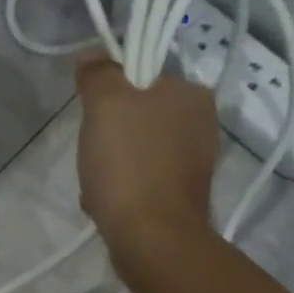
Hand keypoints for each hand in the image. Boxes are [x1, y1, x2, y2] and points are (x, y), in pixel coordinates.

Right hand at [75, 51, 218, 260]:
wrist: (151, 238)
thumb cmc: (130, 164)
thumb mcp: (105, 105)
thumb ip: (99, 74)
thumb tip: (92, 55)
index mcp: (192, 94)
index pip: (140, 75)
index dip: (108, 91)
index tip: (92, 114)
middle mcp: (201, 123)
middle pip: (135, 112)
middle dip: (107, 132)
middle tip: (92, 150)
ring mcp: (193, 161)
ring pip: (135, 146)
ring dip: (109, 162)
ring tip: (96, 182)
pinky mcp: (181, 193)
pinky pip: (140, 177)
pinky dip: (120, 186)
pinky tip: (106, 200)